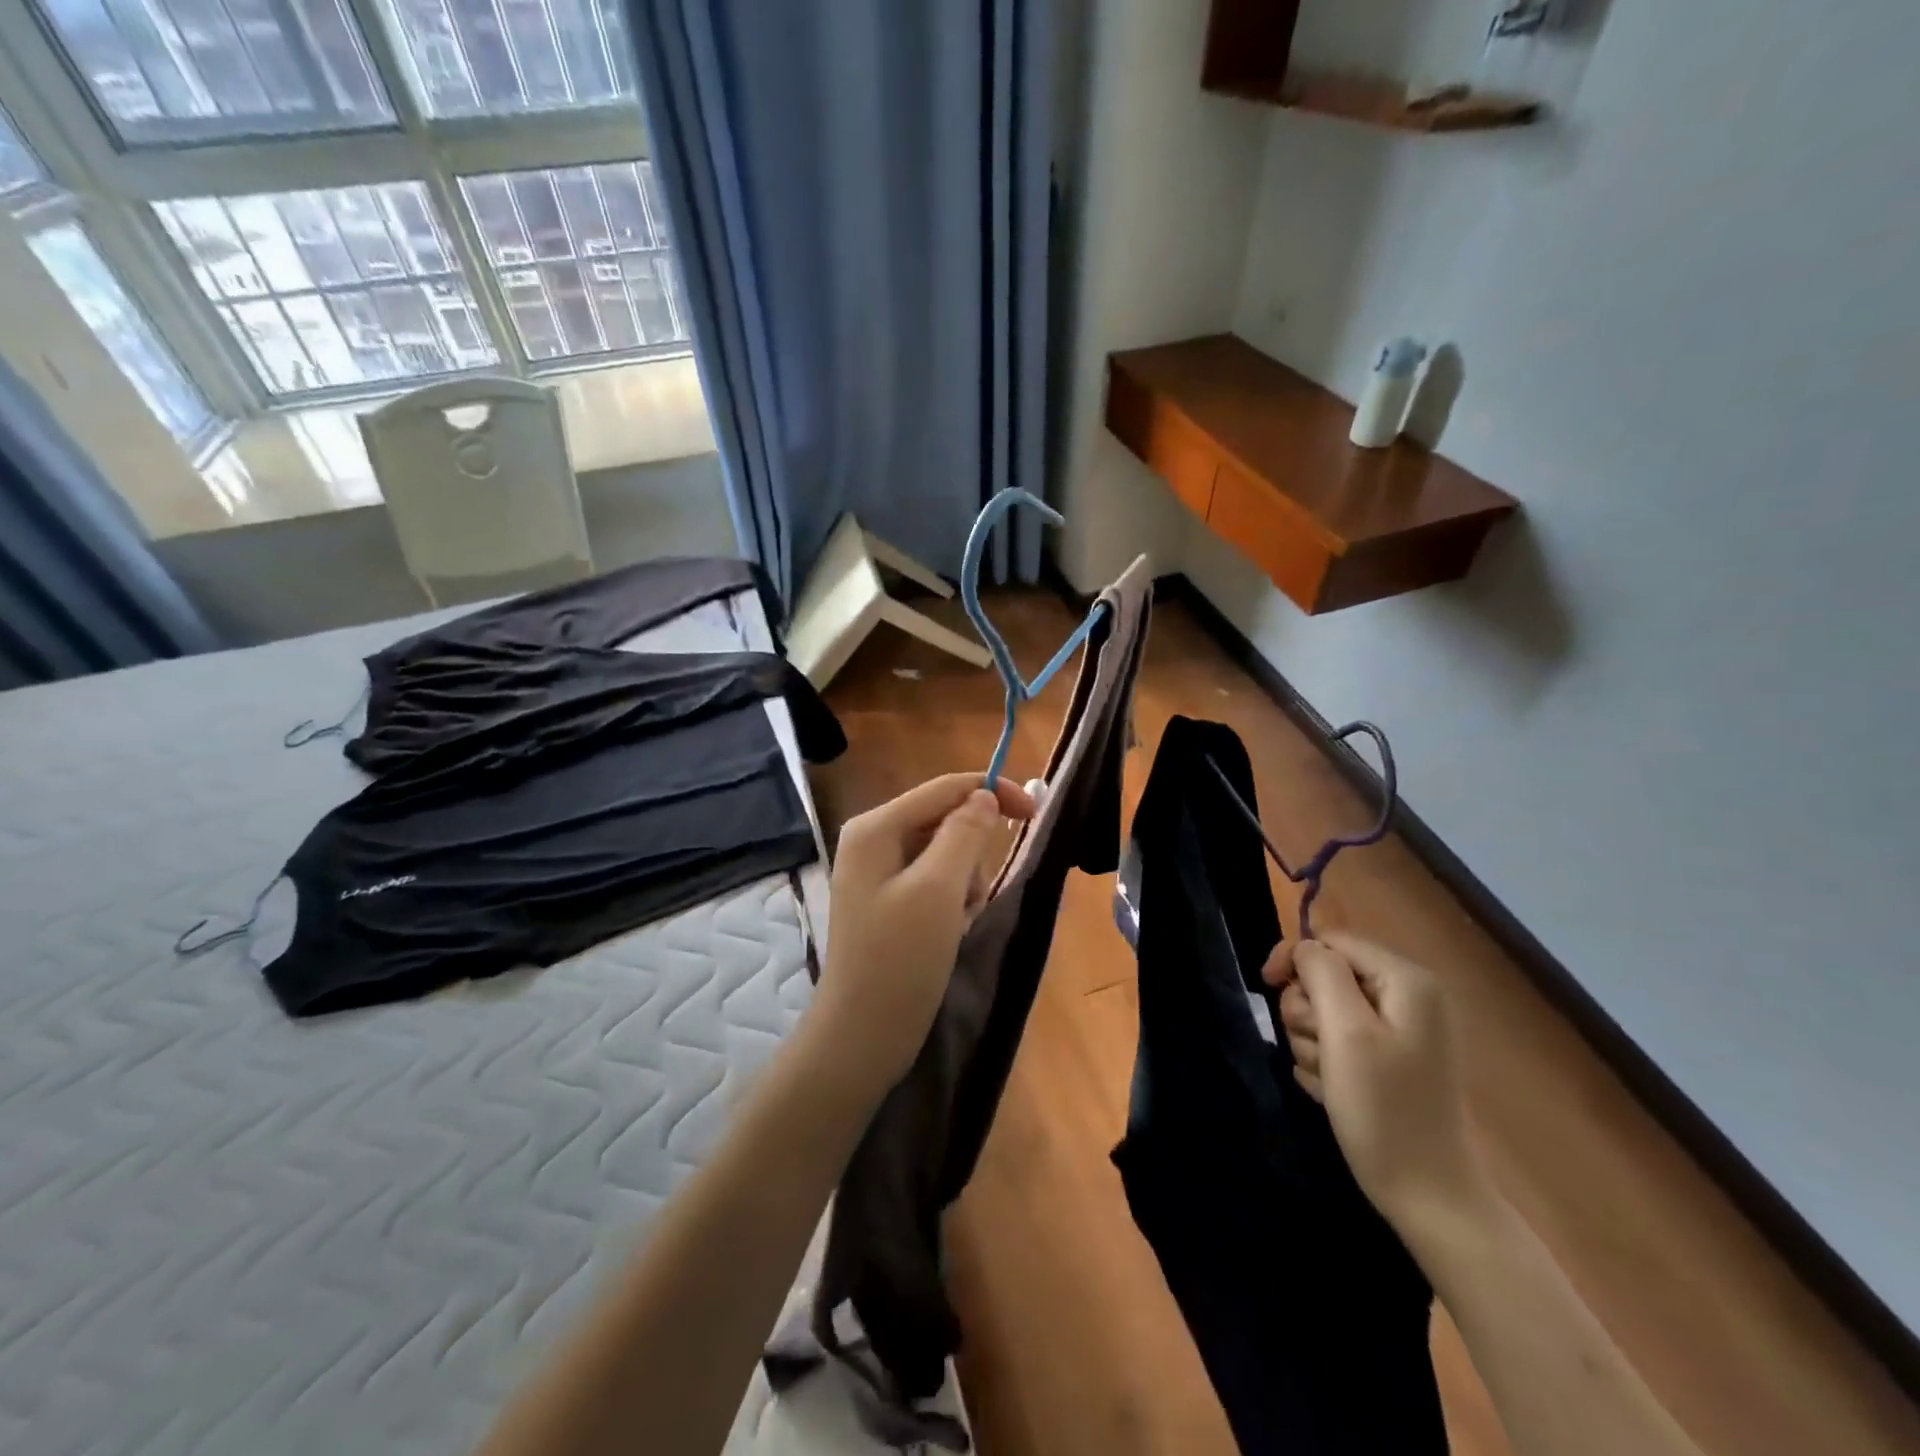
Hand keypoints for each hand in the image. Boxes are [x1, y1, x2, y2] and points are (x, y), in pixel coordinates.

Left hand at [810, 774, 1036, 1088]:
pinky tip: (948, 932)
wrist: (863, 1035)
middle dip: (971, 853)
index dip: (992, 791)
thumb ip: (964, 834)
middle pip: (943, 819)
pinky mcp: (888, 902)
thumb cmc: (900, 958)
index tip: (1036, 811)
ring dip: (964, 882)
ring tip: (957, 922)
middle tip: (972, 897)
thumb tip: (985, 797)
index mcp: (875, 827)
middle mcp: (872, 841)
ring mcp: (878, 874)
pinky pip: (933, 881)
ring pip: (944, 853)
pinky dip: (952, 901)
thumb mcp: (939, 889)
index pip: (944, 788)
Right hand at [1264, 932, 1491, 1231]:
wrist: (1428, 1197)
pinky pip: (1335, 1043)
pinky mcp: (1386, 1061)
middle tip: (1318, 1049)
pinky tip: (1334, 1091)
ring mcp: (1397, 1032)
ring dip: (1312, 1043)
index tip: (1267, 986)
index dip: (1294, 958)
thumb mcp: (1346, 1032)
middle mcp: (1406, 998)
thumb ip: (1321, 974)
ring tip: (1329, 1078)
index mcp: (1405, 980)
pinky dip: (1325, 1064)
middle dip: (1307, 1011)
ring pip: (1324, 1012)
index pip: (1331, 940)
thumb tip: (1304, 948)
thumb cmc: (1385, 1109)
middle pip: (1325, 976)